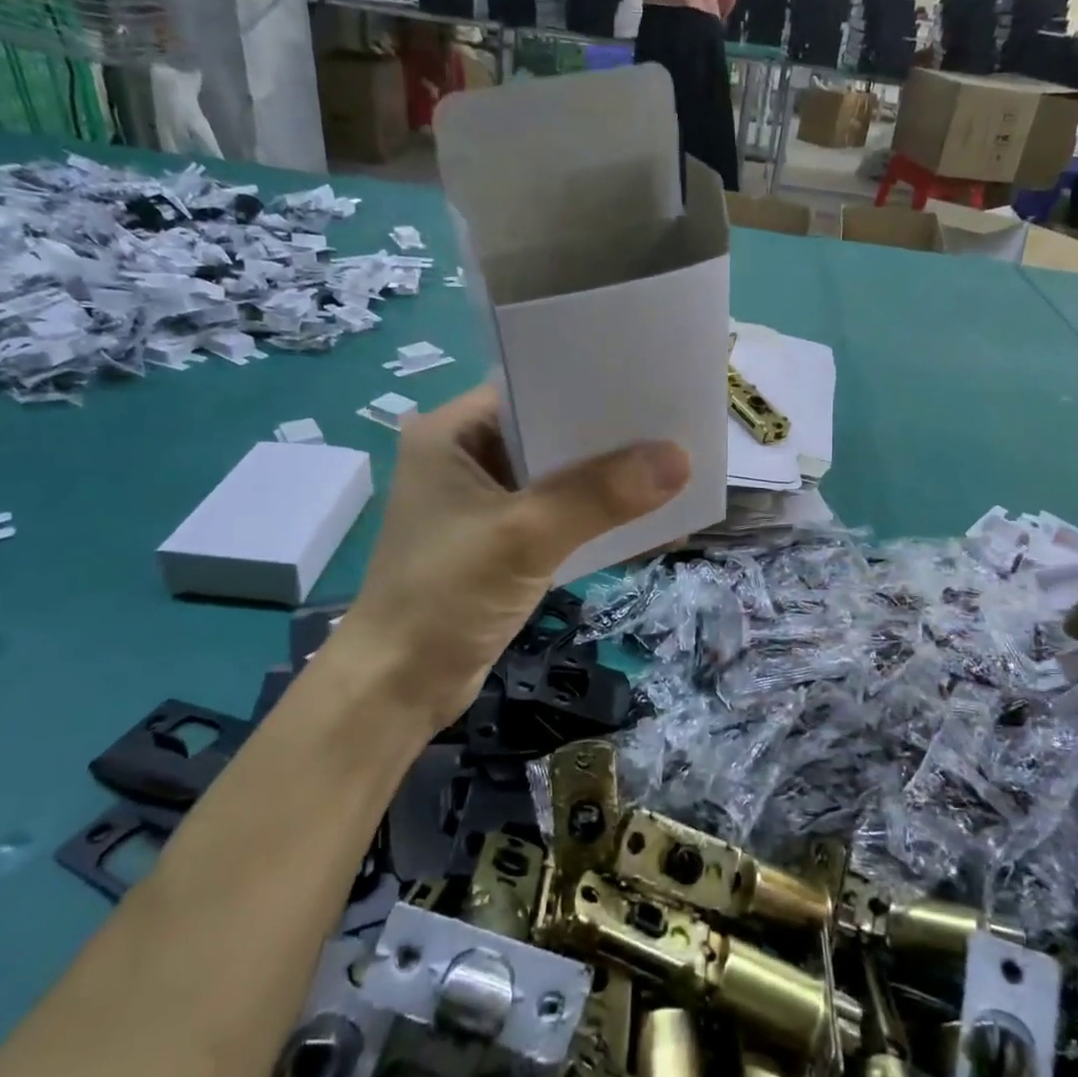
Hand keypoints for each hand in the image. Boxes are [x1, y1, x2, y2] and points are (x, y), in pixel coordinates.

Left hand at [341, 386, 691, 733]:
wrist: (397, 690)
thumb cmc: (444, 597)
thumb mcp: (524, 536)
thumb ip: (600, 495)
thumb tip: (680, 459)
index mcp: (451, 433)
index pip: (529, 389)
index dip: (589, 386)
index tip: (650, 386)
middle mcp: (466, 458)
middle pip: (550, 434)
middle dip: (609, 439)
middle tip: (675, 427)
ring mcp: (484, 503)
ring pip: (559, 479)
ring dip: (607, 483)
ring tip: (674, 470)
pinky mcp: (500, 543)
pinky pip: (559, 516)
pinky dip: (596, 520)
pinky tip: (646, 522)